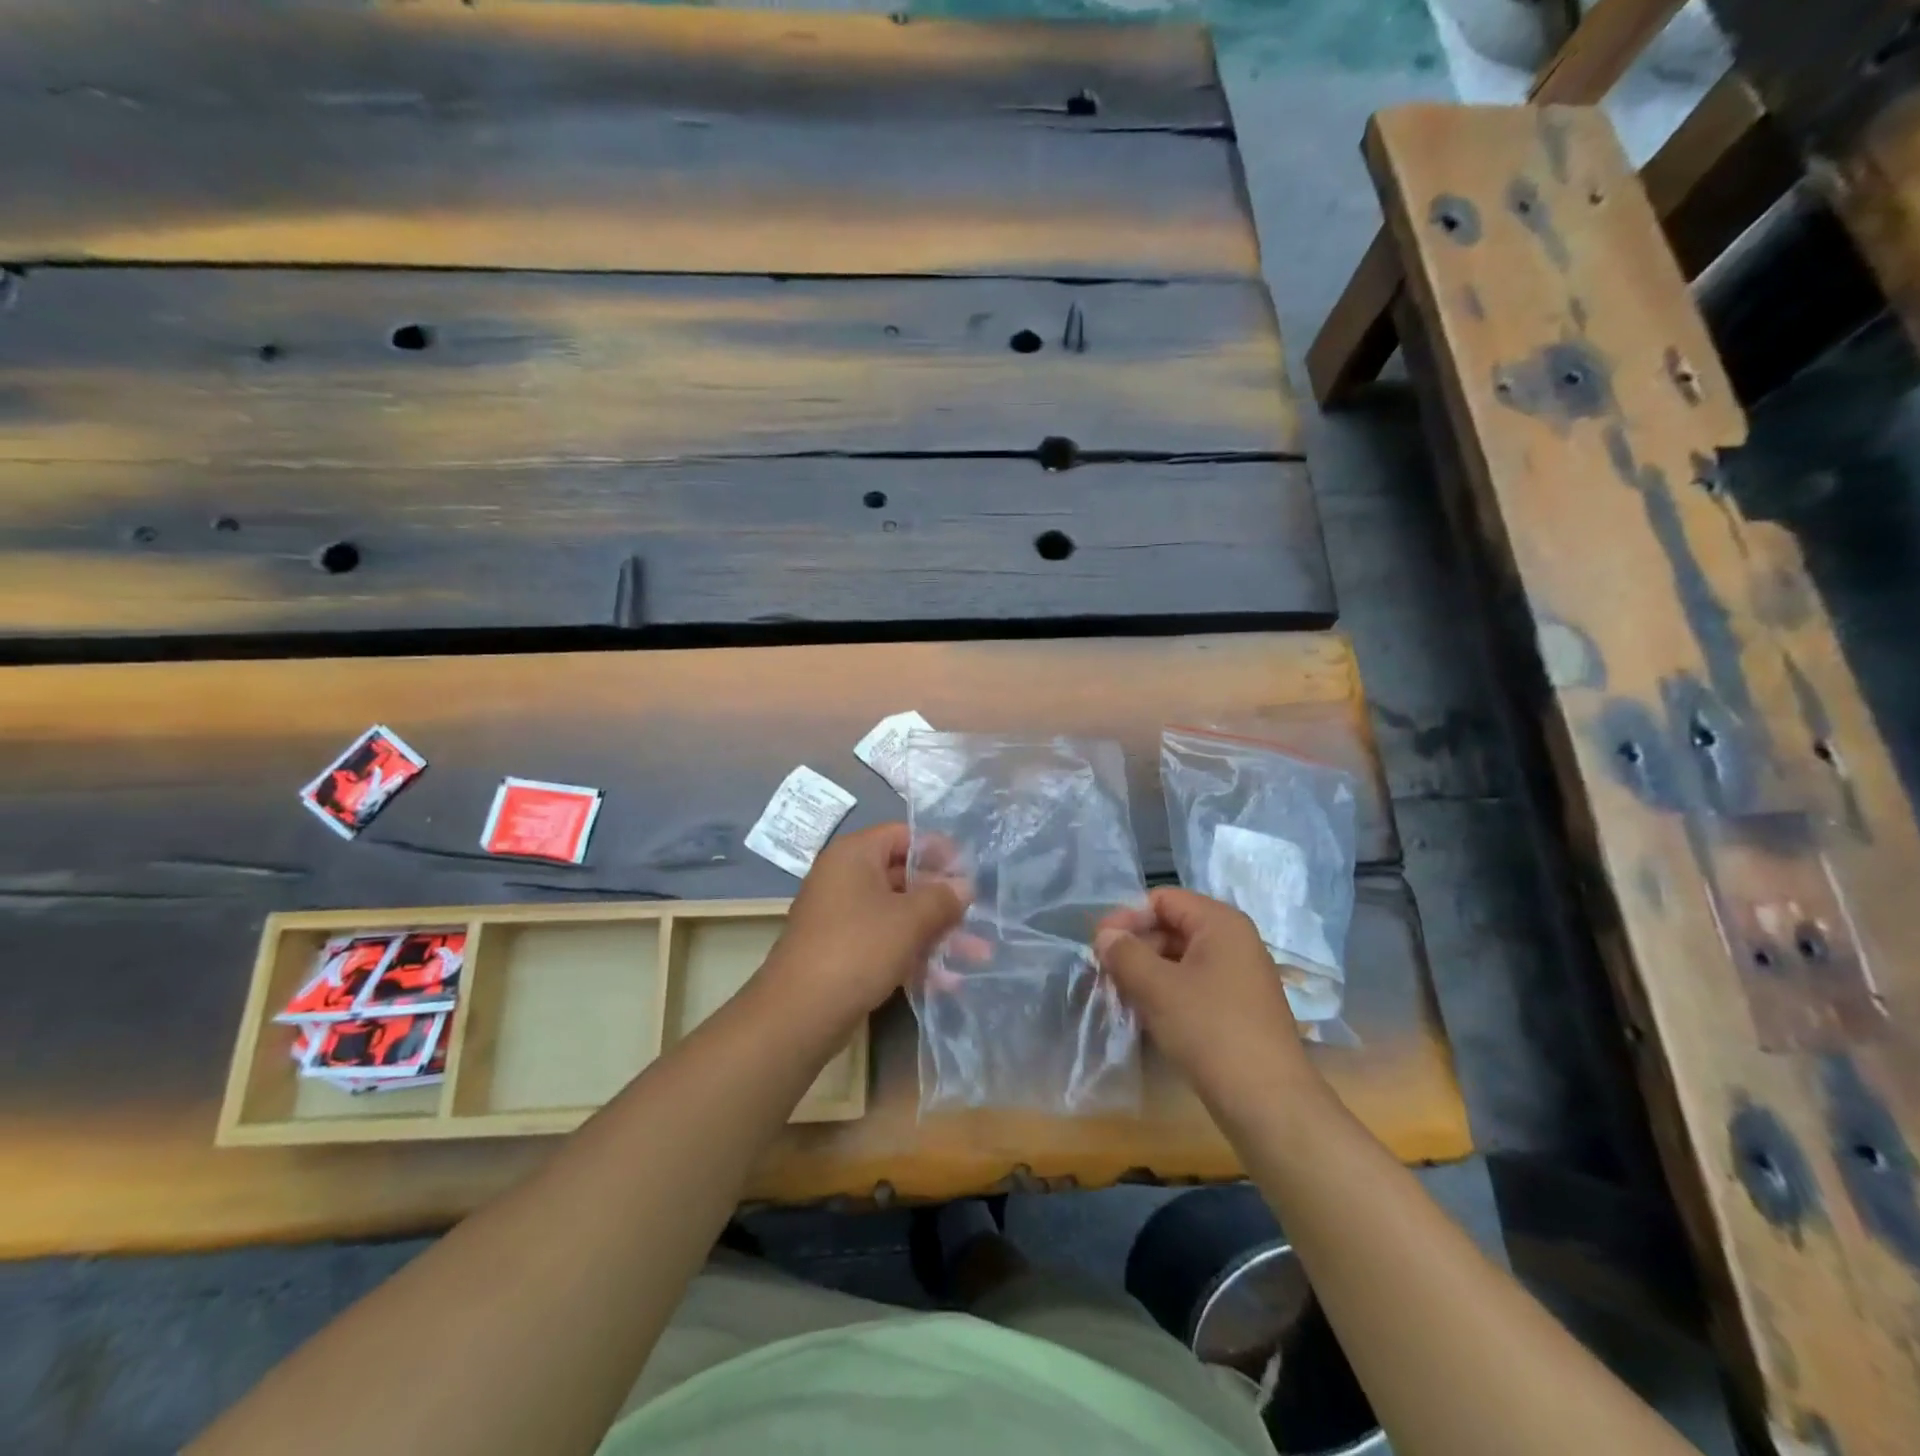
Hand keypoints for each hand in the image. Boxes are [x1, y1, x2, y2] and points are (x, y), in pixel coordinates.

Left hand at [762, 823, 966, 1029]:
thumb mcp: (909, 920)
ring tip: (978, 955)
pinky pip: (885, 942)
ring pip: (898, 915)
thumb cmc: (858, 948)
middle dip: (944, 901)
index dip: (939, 850)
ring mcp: (842, 916)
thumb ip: (942, 898)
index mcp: (855, 855)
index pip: (903, 836)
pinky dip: (914, 955)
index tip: (970, 871)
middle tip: (978, 916)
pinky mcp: (843, 951)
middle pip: (904, 877)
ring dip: (936, 933)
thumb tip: (965, 886)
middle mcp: (845, 878)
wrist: (799, 1013)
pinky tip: (948, 982)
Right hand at [1094, 887, 1315, 1109]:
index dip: (1127, 916)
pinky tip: (1146, 1015)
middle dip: (1135, 946)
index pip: (1163, 899)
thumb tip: (1105, 936)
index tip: (1099, 944)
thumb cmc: (1210, 1030)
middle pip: (1172, 927)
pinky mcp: (1240, 1009)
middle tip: (1104, 973)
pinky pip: (1194, 985)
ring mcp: (1240, 977)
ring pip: (1181, 959)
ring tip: (1119, 996)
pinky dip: (1167, 993)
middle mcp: (1235, 942)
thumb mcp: (1157, 987)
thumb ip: (1125, 953)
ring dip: (1147, 972)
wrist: (1269, 1104)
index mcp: (1221, 923)